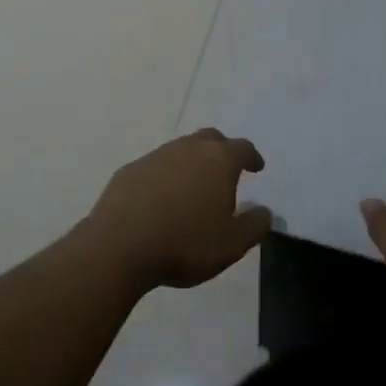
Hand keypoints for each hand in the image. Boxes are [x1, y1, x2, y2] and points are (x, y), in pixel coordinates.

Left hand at [85, 129, 271, 292]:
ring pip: (182, 150)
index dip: (252, 157)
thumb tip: (265, 211)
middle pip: (211, 139)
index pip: (243, 148)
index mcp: (219, 161)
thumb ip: (255, 225)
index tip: (256, 167)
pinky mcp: (130, 170)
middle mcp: (189, 149)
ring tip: (194, 186)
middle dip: (223, 150)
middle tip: (227, 169)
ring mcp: (156, 156)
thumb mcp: (232, 245)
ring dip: (192, 162)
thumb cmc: (185, 244)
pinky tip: (162, 198)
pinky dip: (166, 176)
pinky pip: (156, 166)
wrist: (119, 246)